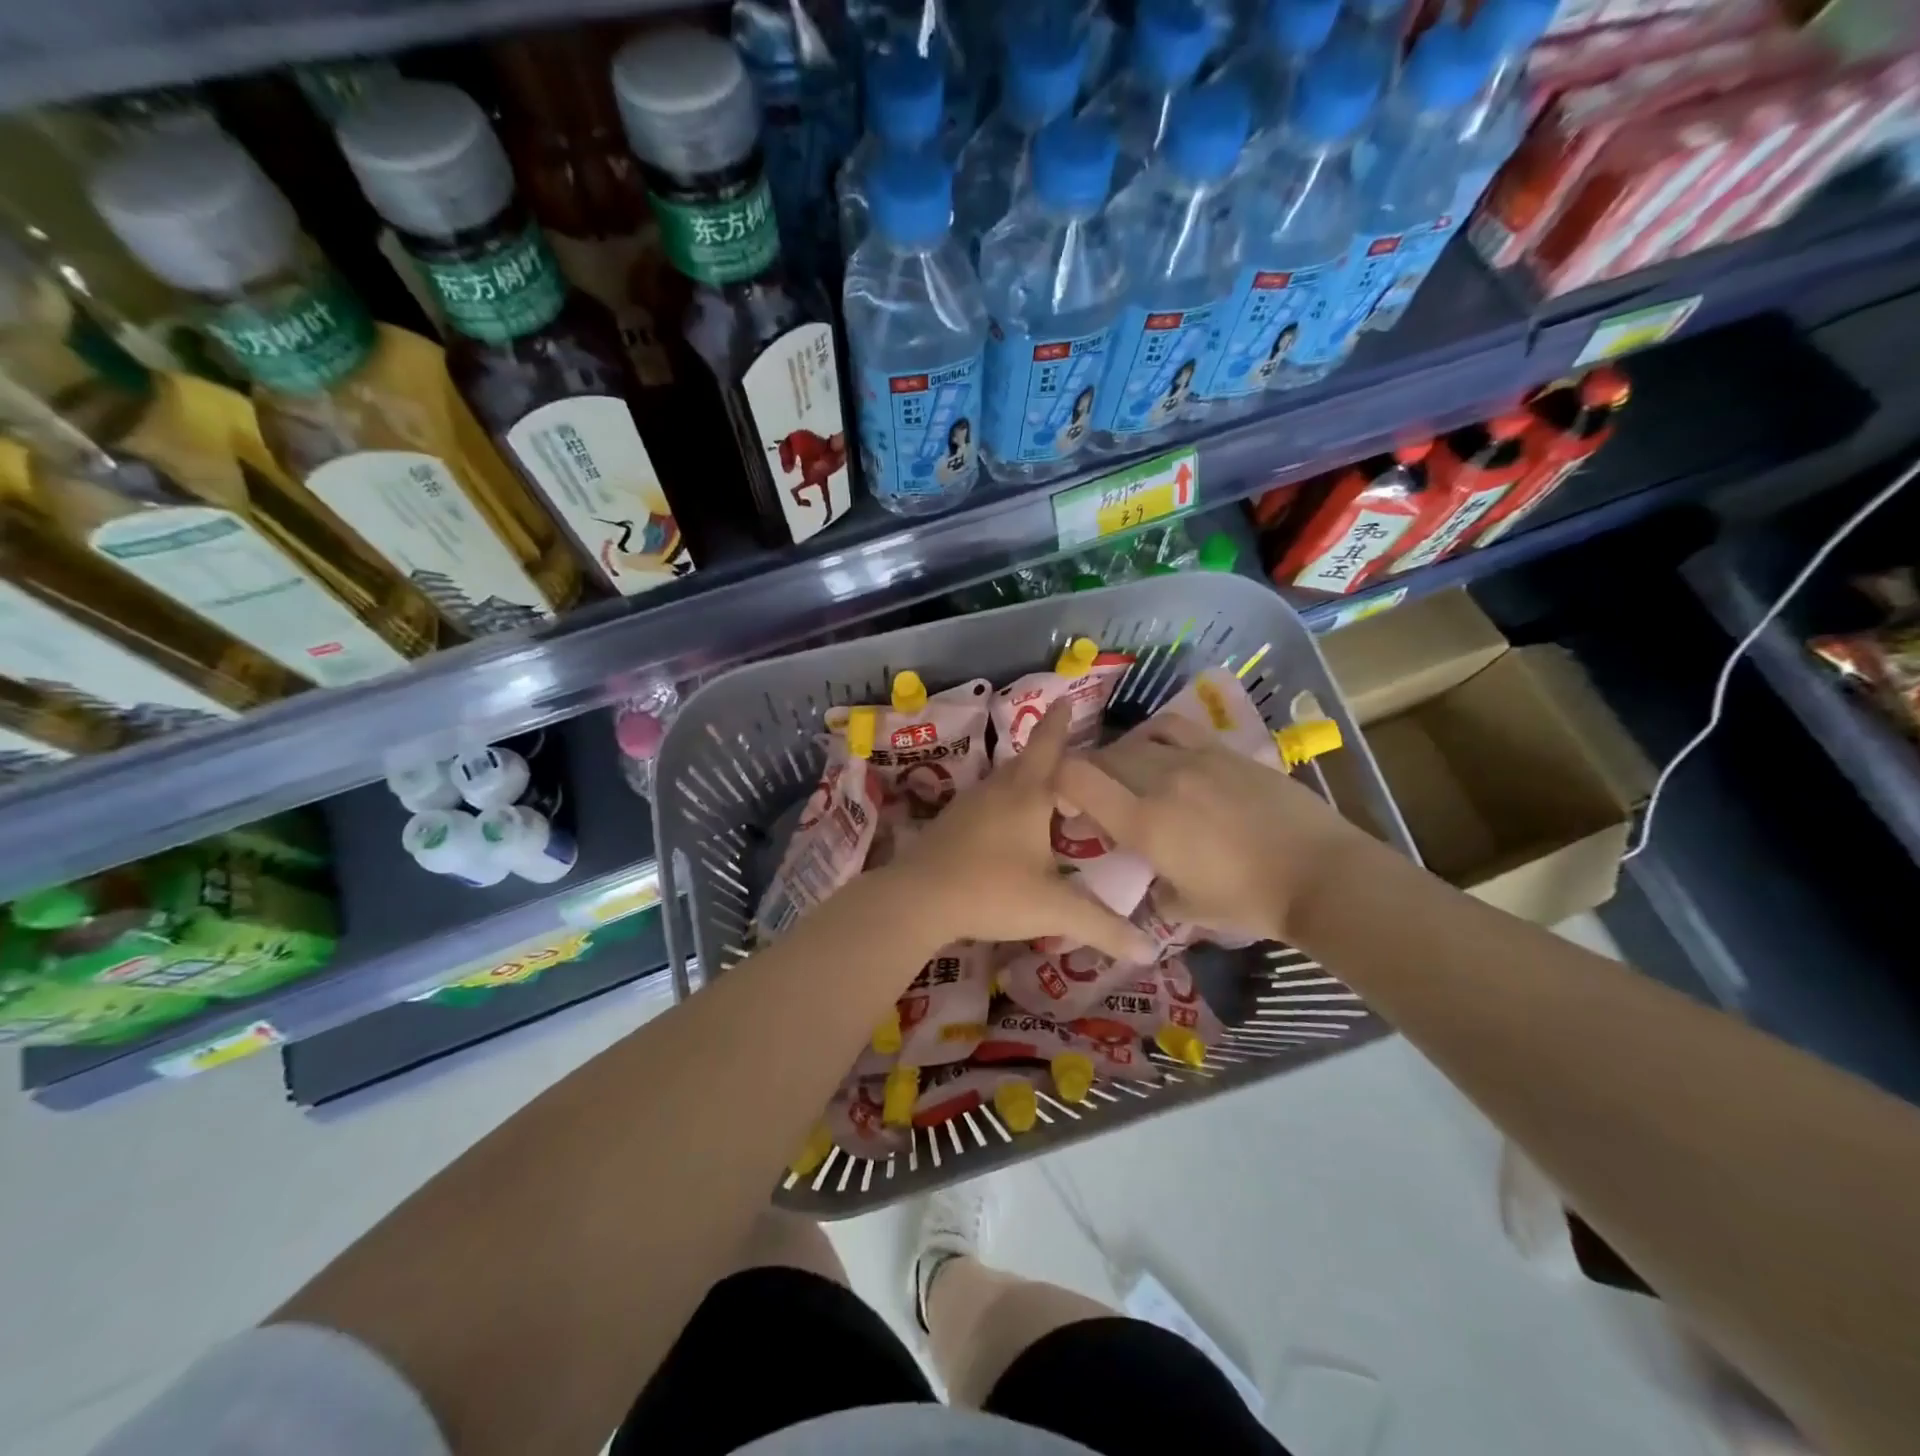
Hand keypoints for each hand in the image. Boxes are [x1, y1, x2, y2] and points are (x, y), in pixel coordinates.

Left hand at [888, 701, 1154, 962]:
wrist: (917, 900)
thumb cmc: (992, 891)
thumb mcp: (1053, 909)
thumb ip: (1102, 926)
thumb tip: (1149, 950)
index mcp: (1028, 795)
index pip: (1049, 746)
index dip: (1060, 722)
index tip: (1066, 699)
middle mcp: (998, 790)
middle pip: (1026, 761)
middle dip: (1047, 753)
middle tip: (1071, 757)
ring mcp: (969, 805)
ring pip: (1003, 781)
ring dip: (1024, 779)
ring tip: (1045, 792)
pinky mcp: (950, 824)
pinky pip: (986, 802)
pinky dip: (1004, 803)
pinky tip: (1007, 826)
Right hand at [1053, 714, 1369, 944]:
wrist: (1319, 874)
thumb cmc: (1249, 901)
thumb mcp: (1188, 908)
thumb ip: (1156, 892)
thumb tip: (1152, 885)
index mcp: (1143, 822)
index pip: (1077, 779)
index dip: (1056, 781)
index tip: (1060, 800)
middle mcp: (1160, 780)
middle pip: (1104, 758)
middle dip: (1088, 774)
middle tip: (1093, 796)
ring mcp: (1194, 759)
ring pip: (1136, 742)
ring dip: (1119, 756)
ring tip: (1126, 774)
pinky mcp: (1223, 751)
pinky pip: (1174, 728)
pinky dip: (1154, 735)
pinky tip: (1159, 749)